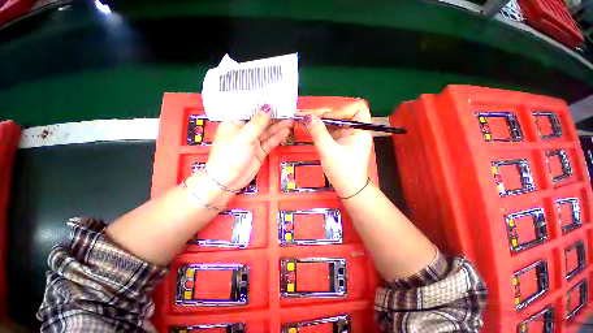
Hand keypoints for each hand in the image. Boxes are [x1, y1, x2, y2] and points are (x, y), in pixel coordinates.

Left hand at [203, 105, 293, 190]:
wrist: (228, 180)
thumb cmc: (231, 154)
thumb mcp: (244, 136)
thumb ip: (258, 122)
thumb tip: (268, 107)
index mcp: (235, 123)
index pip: (250, 110)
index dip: (262, 105)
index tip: (275, 99)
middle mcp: (245, 131)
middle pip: (261, 121)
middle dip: (274, 117)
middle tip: (288, 111)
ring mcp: (253, 142)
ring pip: (268, 132)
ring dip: (279, 126)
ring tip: (291, 120)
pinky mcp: (260, 151)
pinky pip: (270, 142)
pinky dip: (278, 137)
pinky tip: (286, 131)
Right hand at [298, 100, 371, 197]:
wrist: (347, 189)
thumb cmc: (342, 171)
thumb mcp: (329, 151)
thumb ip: (318, 132)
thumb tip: (307, 116)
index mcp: (360, 130)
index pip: (355, 108)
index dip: (340, 110)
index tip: (324, 117)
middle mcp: (355, 130)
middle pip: (340, 115)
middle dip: (322, 115)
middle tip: (304, 115)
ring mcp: (346, 136)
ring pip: (332, 123)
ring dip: (318, 121)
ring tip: (301, 119)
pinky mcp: (338, 142)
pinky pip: (328, 131)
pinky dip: (318, 129)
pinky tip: (307, 127)